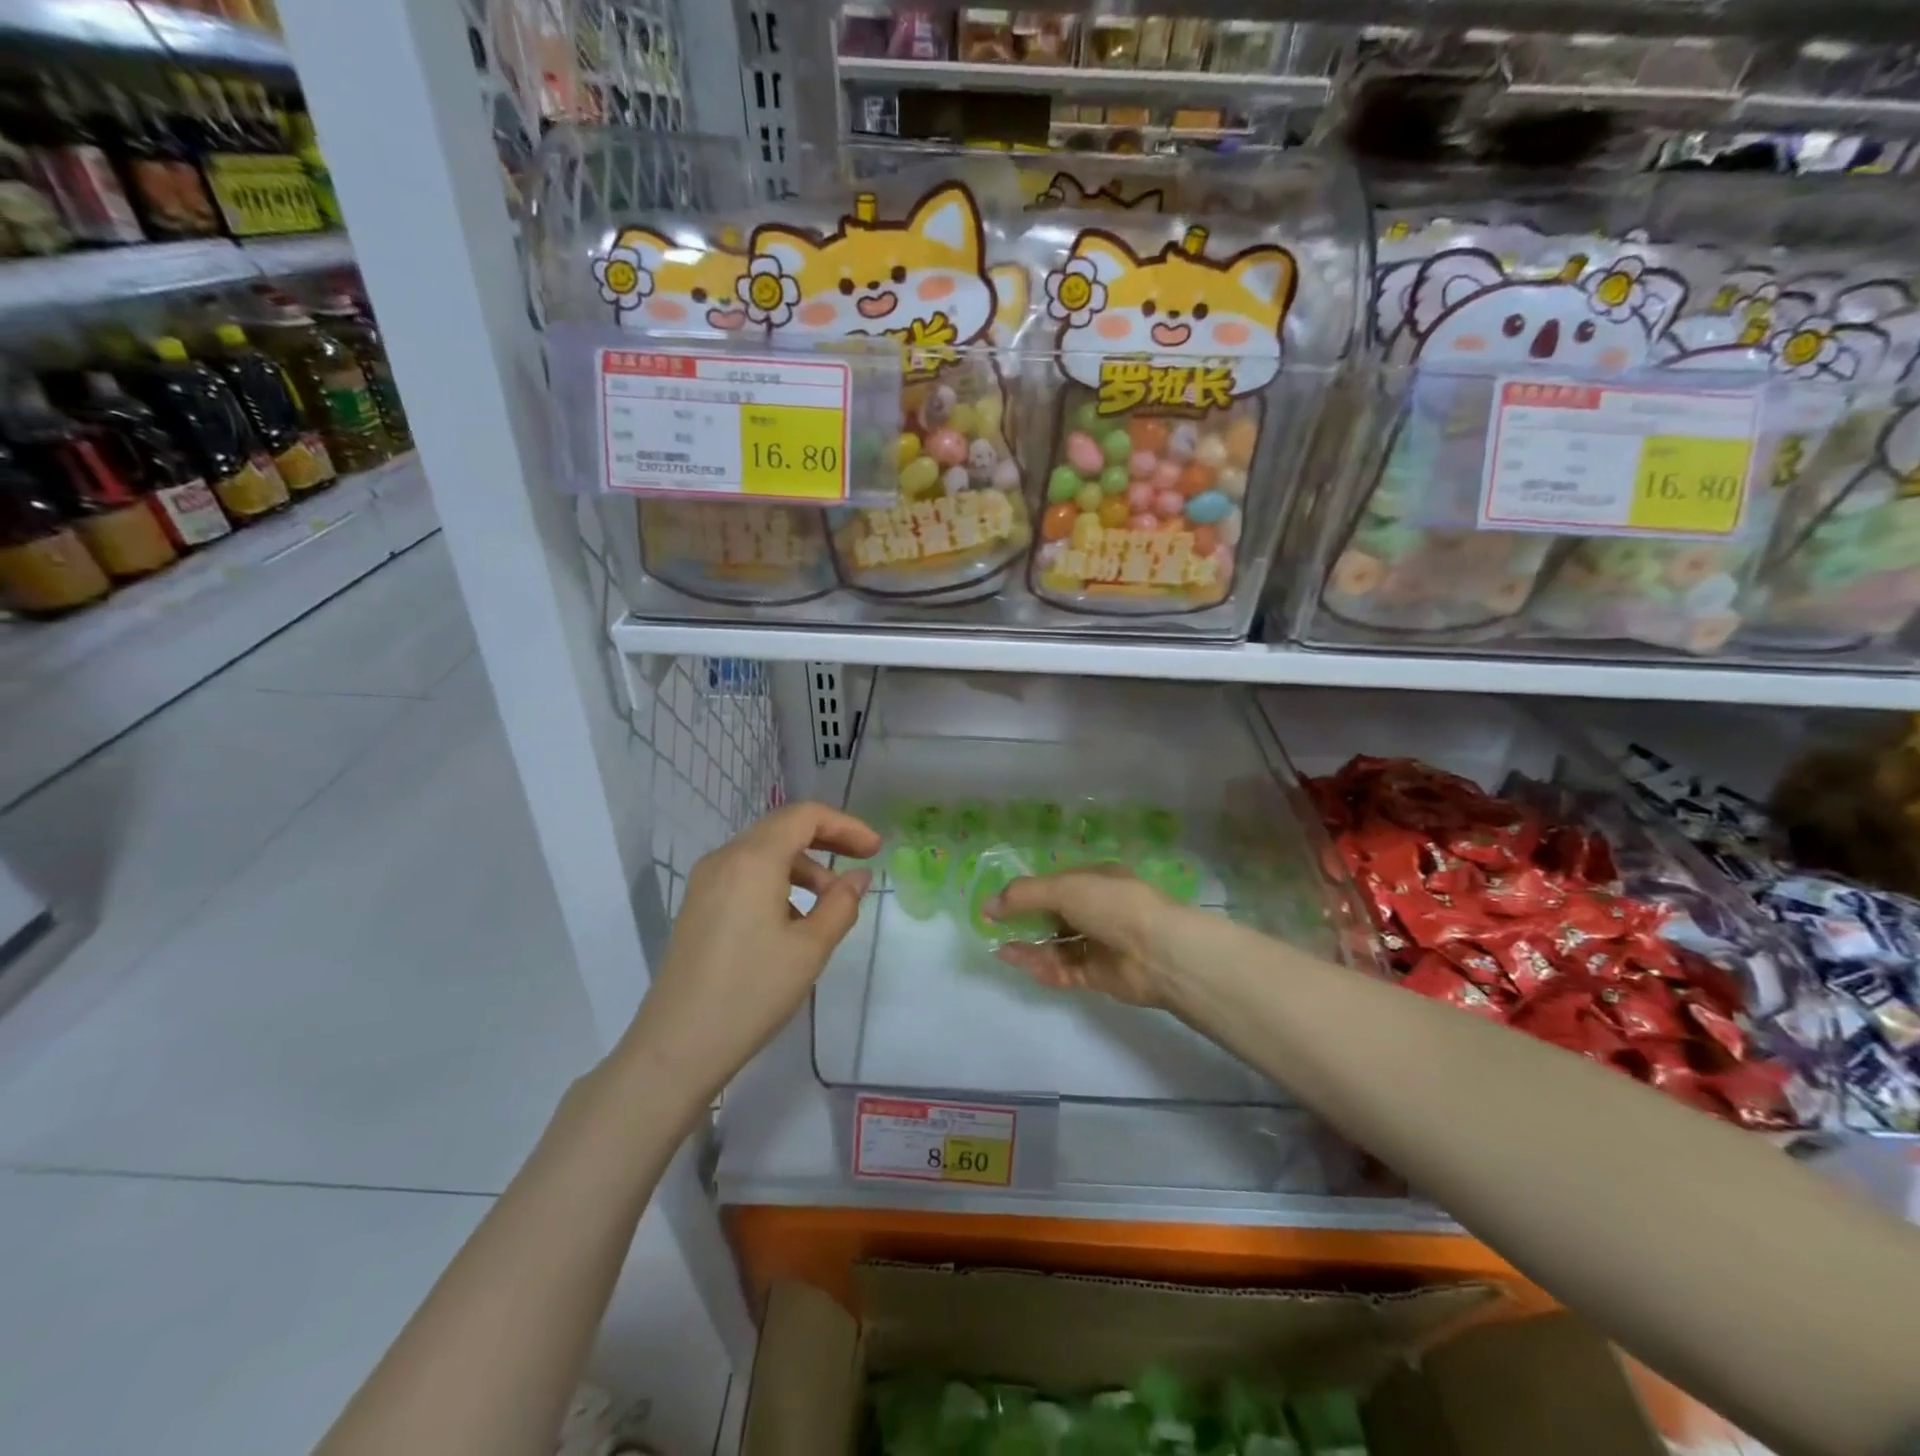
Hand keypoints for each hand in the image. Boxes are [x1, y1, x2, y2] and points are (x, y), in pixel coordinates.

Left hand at [620, 801, 879, 1109]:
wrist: (677, 1046)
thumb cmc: (752, 992)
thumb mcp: (810, 948)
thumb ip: (841, 904)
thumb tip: (859, 876)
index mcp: (753, 860)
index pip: (805, 816)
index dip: (846, 825)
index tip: (875, 849)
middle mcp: (725, 858)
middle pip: (783, 827)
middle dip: (827, 839)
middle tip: (862, 861)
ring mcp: (706, 881)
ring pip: (764, 852)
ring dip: (804, 865)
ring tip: (831, 903)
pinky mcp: (699, 904)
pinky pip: (746, 874)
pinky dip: (779, 881)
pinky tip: (794, 918)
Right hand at [988, 865, 1191, 1007]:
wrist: (1158, 952)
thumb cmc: (1113, 905)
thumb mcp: (1065, 888)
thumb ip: (1024, 895)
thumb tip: (987, 905)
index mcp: (1097, 881)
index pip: (1057, 884)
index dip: (1028, 892)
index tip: (1000, 902)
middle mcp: (1099, 910)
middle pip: (1055, 916)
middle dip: (1026, 922)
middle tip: (995, 928)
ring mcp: (1100, 944)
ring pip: (1058, 946)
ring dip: (1031, 947)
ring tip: (1001, 949)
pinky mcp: (1100, 975)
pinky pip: (1066, 970)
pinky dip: (1045, 968)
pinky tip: (1021, 964)